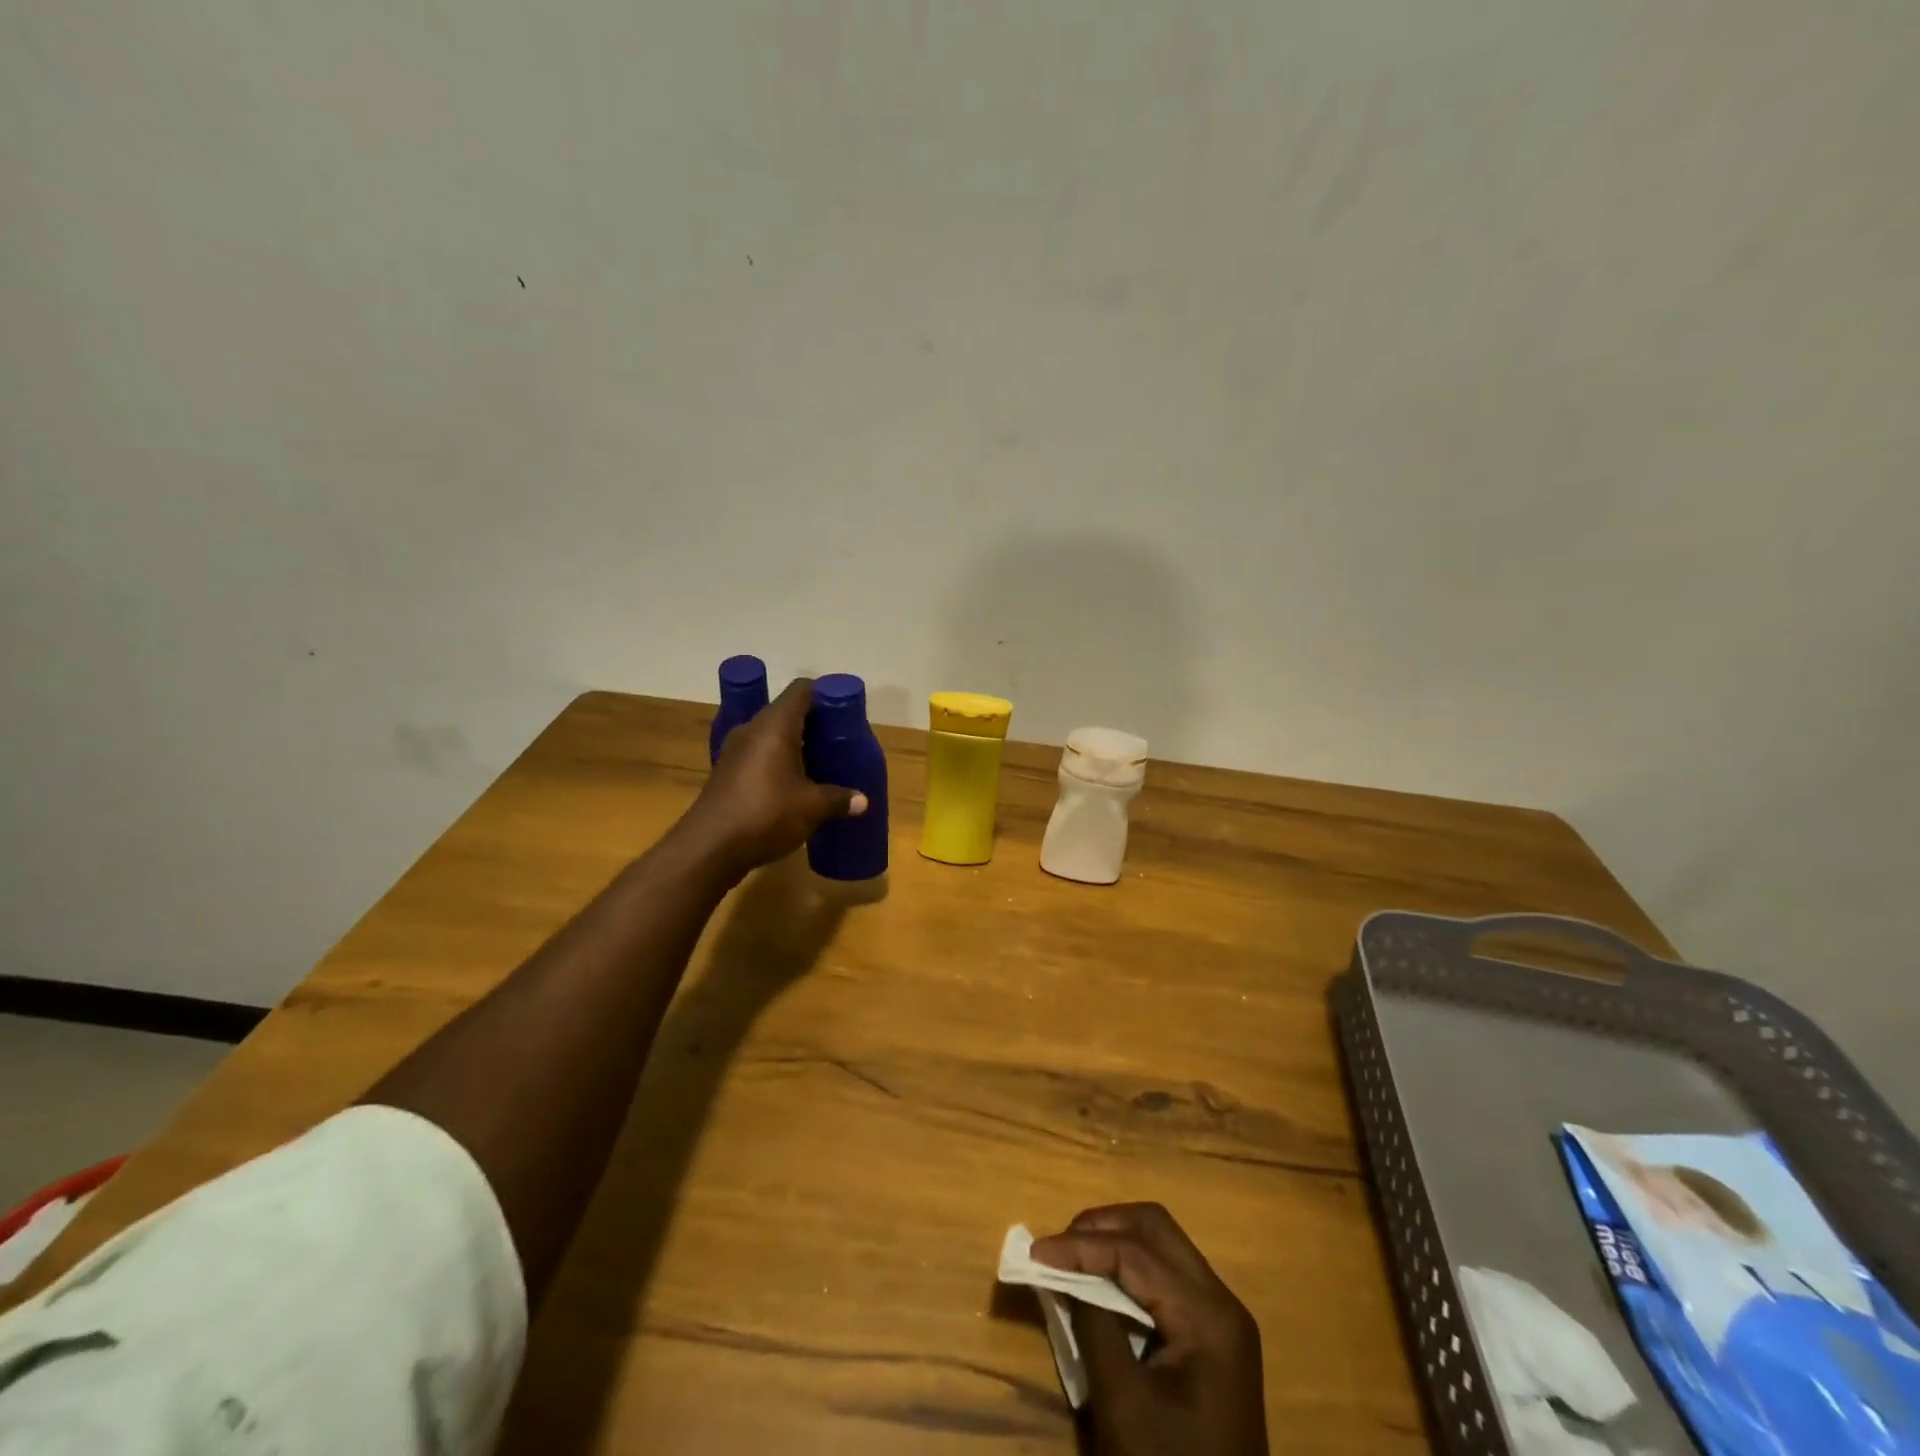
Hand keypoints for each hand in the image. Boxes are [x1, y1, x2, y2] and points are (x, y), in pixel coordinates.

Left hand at [683, 678, 864, 874]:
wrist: (709, 848)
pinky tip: (794, 784)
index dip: (825, 695)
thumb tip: (863, 801)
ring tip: (821, 763)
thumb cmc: (765, 814)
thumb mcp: (811, 808)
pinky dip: (778, 762)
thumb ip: (839, 799)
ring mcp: (735, 751)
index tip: (844, 712)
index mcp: (774, 725)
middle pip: (786, 712)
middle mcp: (752, 729)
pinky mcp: (727, 773)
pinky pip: (759, 756)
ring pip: (771, 736)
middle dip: (814, 724)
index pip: (801, 690)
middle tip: (838, 741)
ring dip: (795, 745)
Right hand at [1032, 1203, 1267, 1455]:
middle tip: (1058, 1246)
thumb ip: (1093, 1325)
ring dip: (1114, 1242)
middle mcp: (1222, 1301)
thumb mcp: (1123, 1405)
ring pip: (1161, 1244)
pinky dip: (1129, 1268)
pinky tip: (1100, 1284)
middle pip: (1155, 1228)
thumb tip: (1062, 1270)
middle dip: (1102, 1227)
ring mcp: (1221, 1317)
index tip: (1034, 1252)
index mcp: (1209, 1315)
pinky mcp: (1212, 1334)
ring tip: (1072, 1259)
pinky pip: (1166, 1275)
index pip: (1136, 1252)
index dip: (1082, 1245)